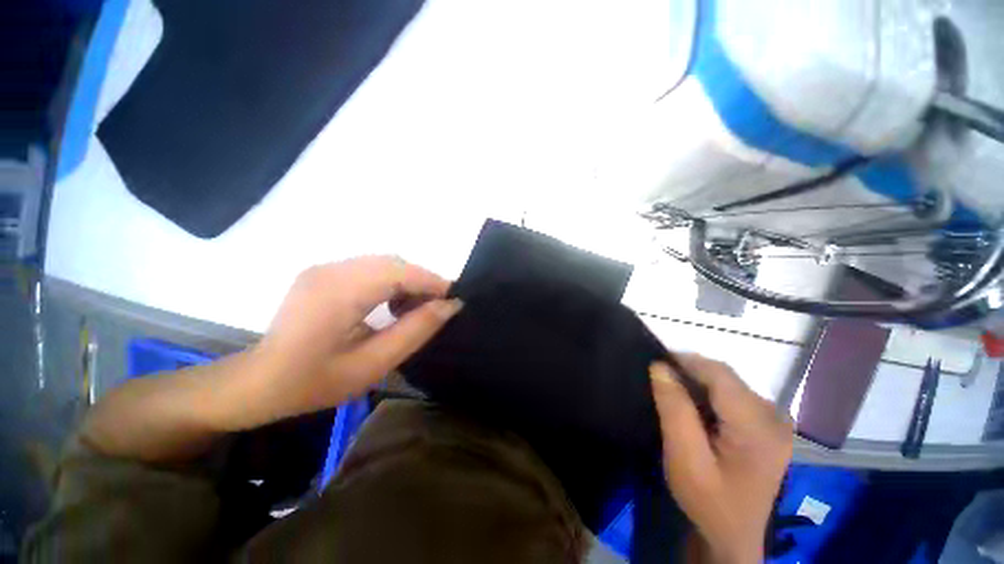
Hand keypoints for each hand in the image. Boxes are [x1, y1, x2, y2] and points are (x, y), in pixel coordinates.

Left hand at [238, 256, 461, 428]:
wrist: (257, 381)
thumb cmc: (312, 383)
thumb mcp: (372, 365)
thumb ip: (414, 332)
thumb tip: (450, 306)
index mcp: (339, 293)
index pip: (400, 272)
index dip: (432, 282)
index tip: (454, 300)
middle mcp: (331, 269)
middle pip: (394, 262)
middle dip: (422, 282)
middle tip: (435, 309)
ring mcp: (324, 267)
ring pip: (384, 263)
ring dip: (407, 281)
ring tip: (413, 310)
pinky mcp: (323, 271)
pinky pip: (370, 268)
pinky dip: (390, 281)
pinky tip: (390, 305)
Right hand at [650, 355, 792, 563]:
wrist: (735, 539)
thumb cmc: (709, 503)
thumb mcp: (684, 458)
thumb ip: (674, 409)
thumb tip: (660, 367)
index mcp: (757, 426)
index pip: (719, 374)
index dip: (685, 360)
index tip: (655, 361)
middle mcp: (774, 417)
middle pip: (726, 377)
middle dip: (690, 371)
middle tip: (660, 378)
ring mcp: (776, 423)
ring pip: (730, 384)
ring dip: (699, 382)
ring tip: (673, 391)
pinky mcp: (770, 428)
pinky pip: (736, 397)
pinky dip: (711, 394)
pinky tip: (696, 408)